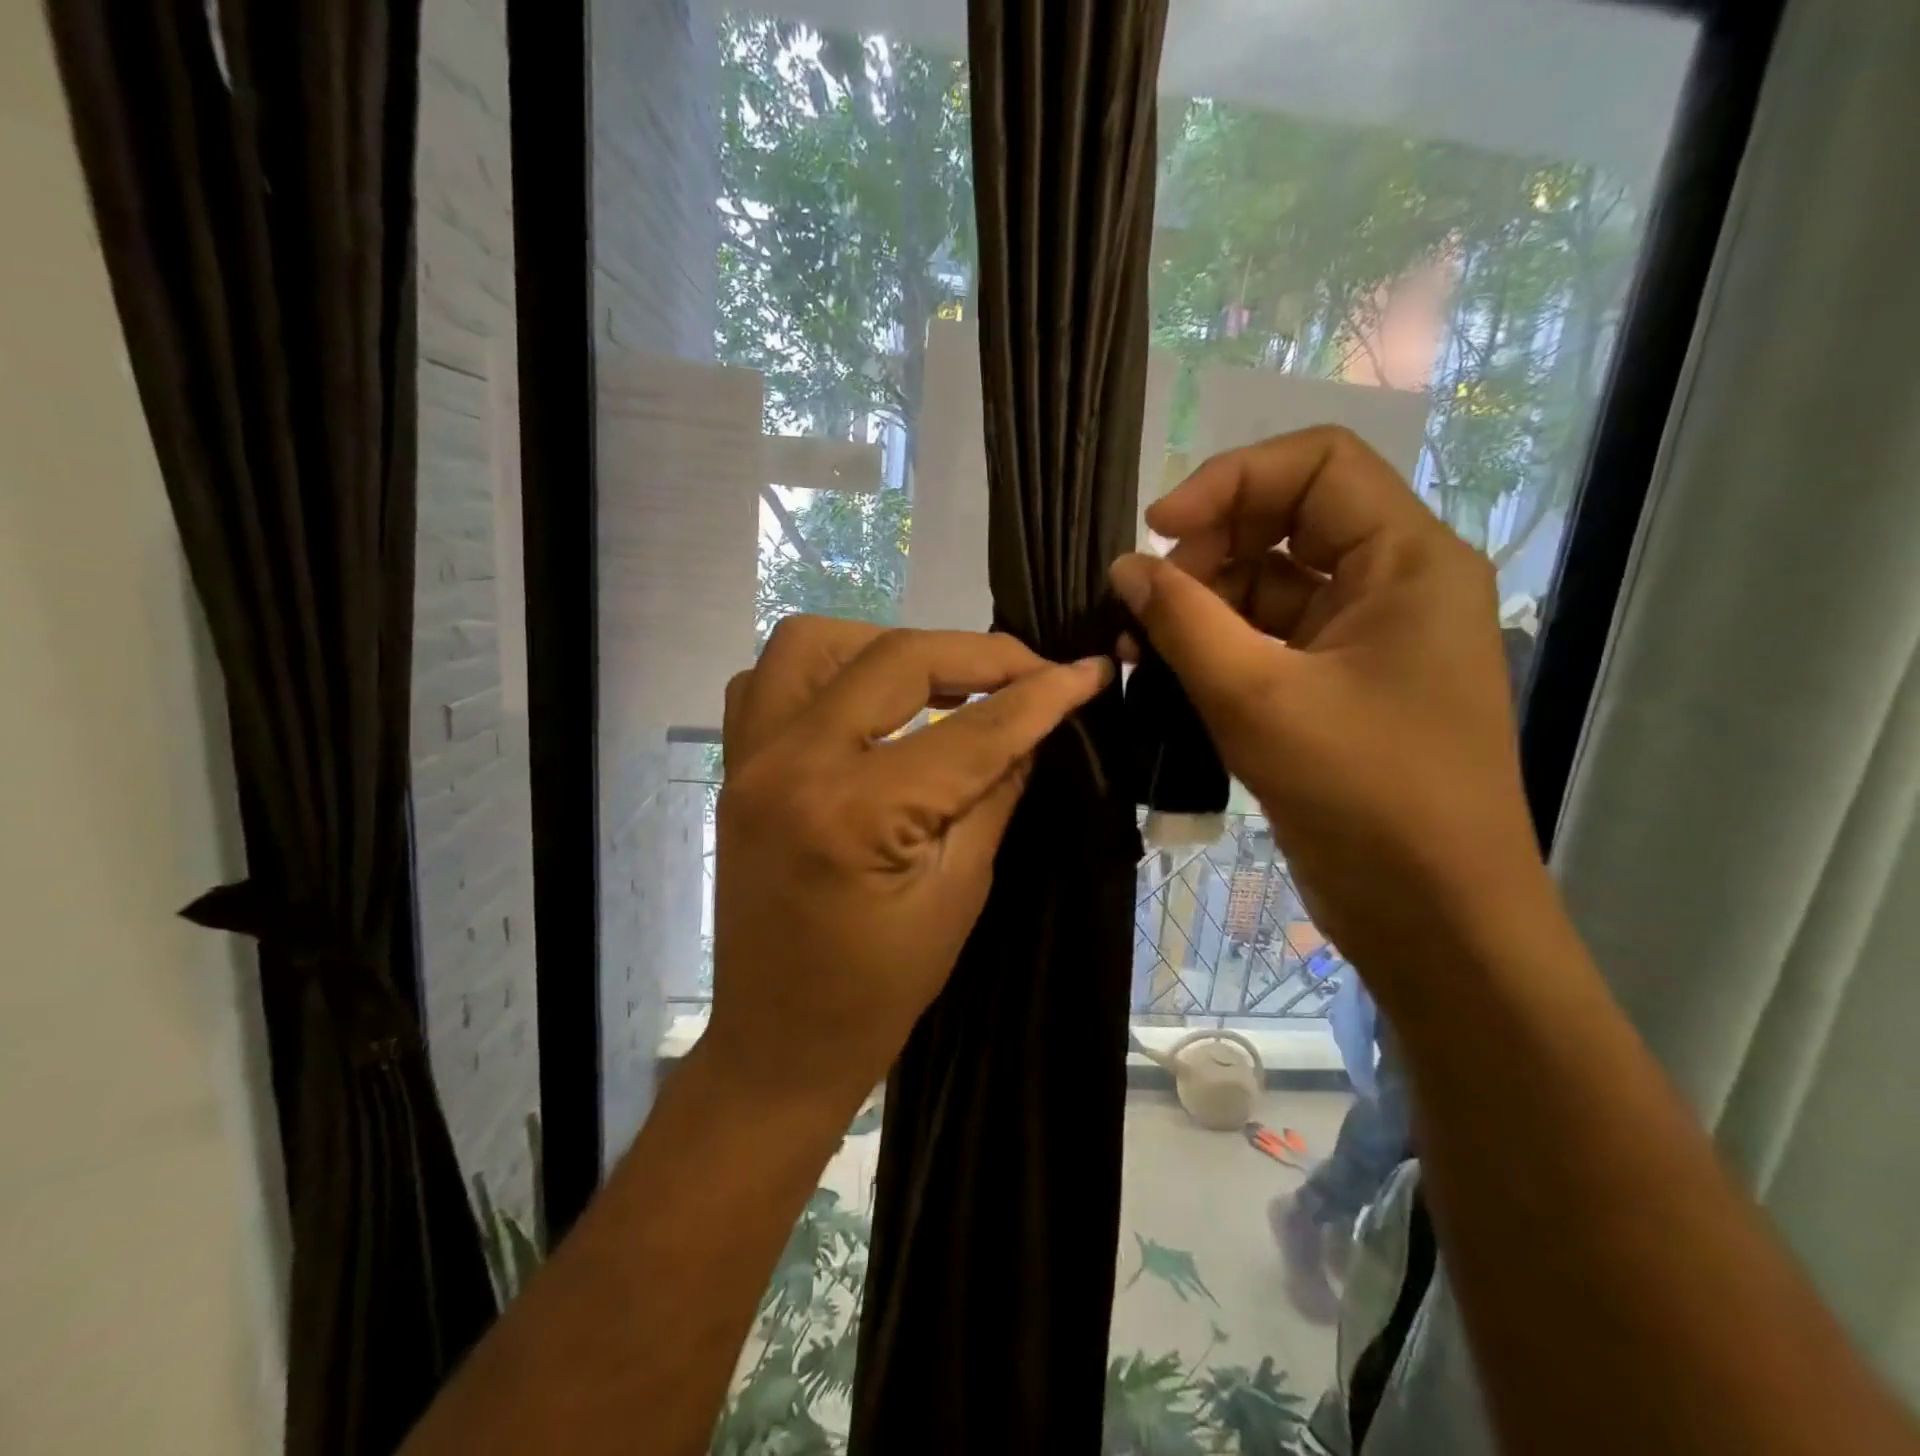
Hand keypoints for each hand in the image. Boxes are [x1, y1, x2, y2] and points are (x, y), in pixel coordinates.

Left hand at [705, 617, 1111, 1114]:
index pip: (969, 730)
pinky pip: (771, 677)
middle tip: (1029, 673)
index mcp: (852, 811)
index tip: (1087, 673)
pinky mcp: (737, 765)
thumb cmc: (877, 990)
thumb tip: (1033, 722)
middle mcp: (789, 762)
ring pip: (817, 642)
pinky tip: (868, 699)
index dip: (1039, 696)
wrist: (779, 1040)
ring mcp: (749, 757)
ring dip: (890, 647)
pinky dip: (828, 668)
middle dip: (976, 655)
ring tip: (942, 680)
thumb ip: (996, 792)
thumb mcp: (958, 893)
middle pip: (895, 659)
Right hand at [1110, 427, 1548, 990]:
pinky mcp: (1341, 686)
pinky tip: (1171, 674)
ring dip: (1203, 605)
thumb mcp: (1258, 698)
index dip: (1230, 479)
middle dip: (1208, 551)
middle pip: (1288, 522)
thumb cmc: (1364, 794)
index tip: (1157, 529)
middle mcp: (1396, 584)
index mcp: (1408, 559)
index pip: (1317, 463)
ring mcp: (1368, 638)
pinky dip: (1220, 647)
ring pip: (1271, 586)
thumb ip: (1183, 621)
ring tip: (1143, 647)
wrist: (1432, 914)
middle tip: (1144, 603)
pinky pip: (1272, 639)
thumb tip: (1124, 566)